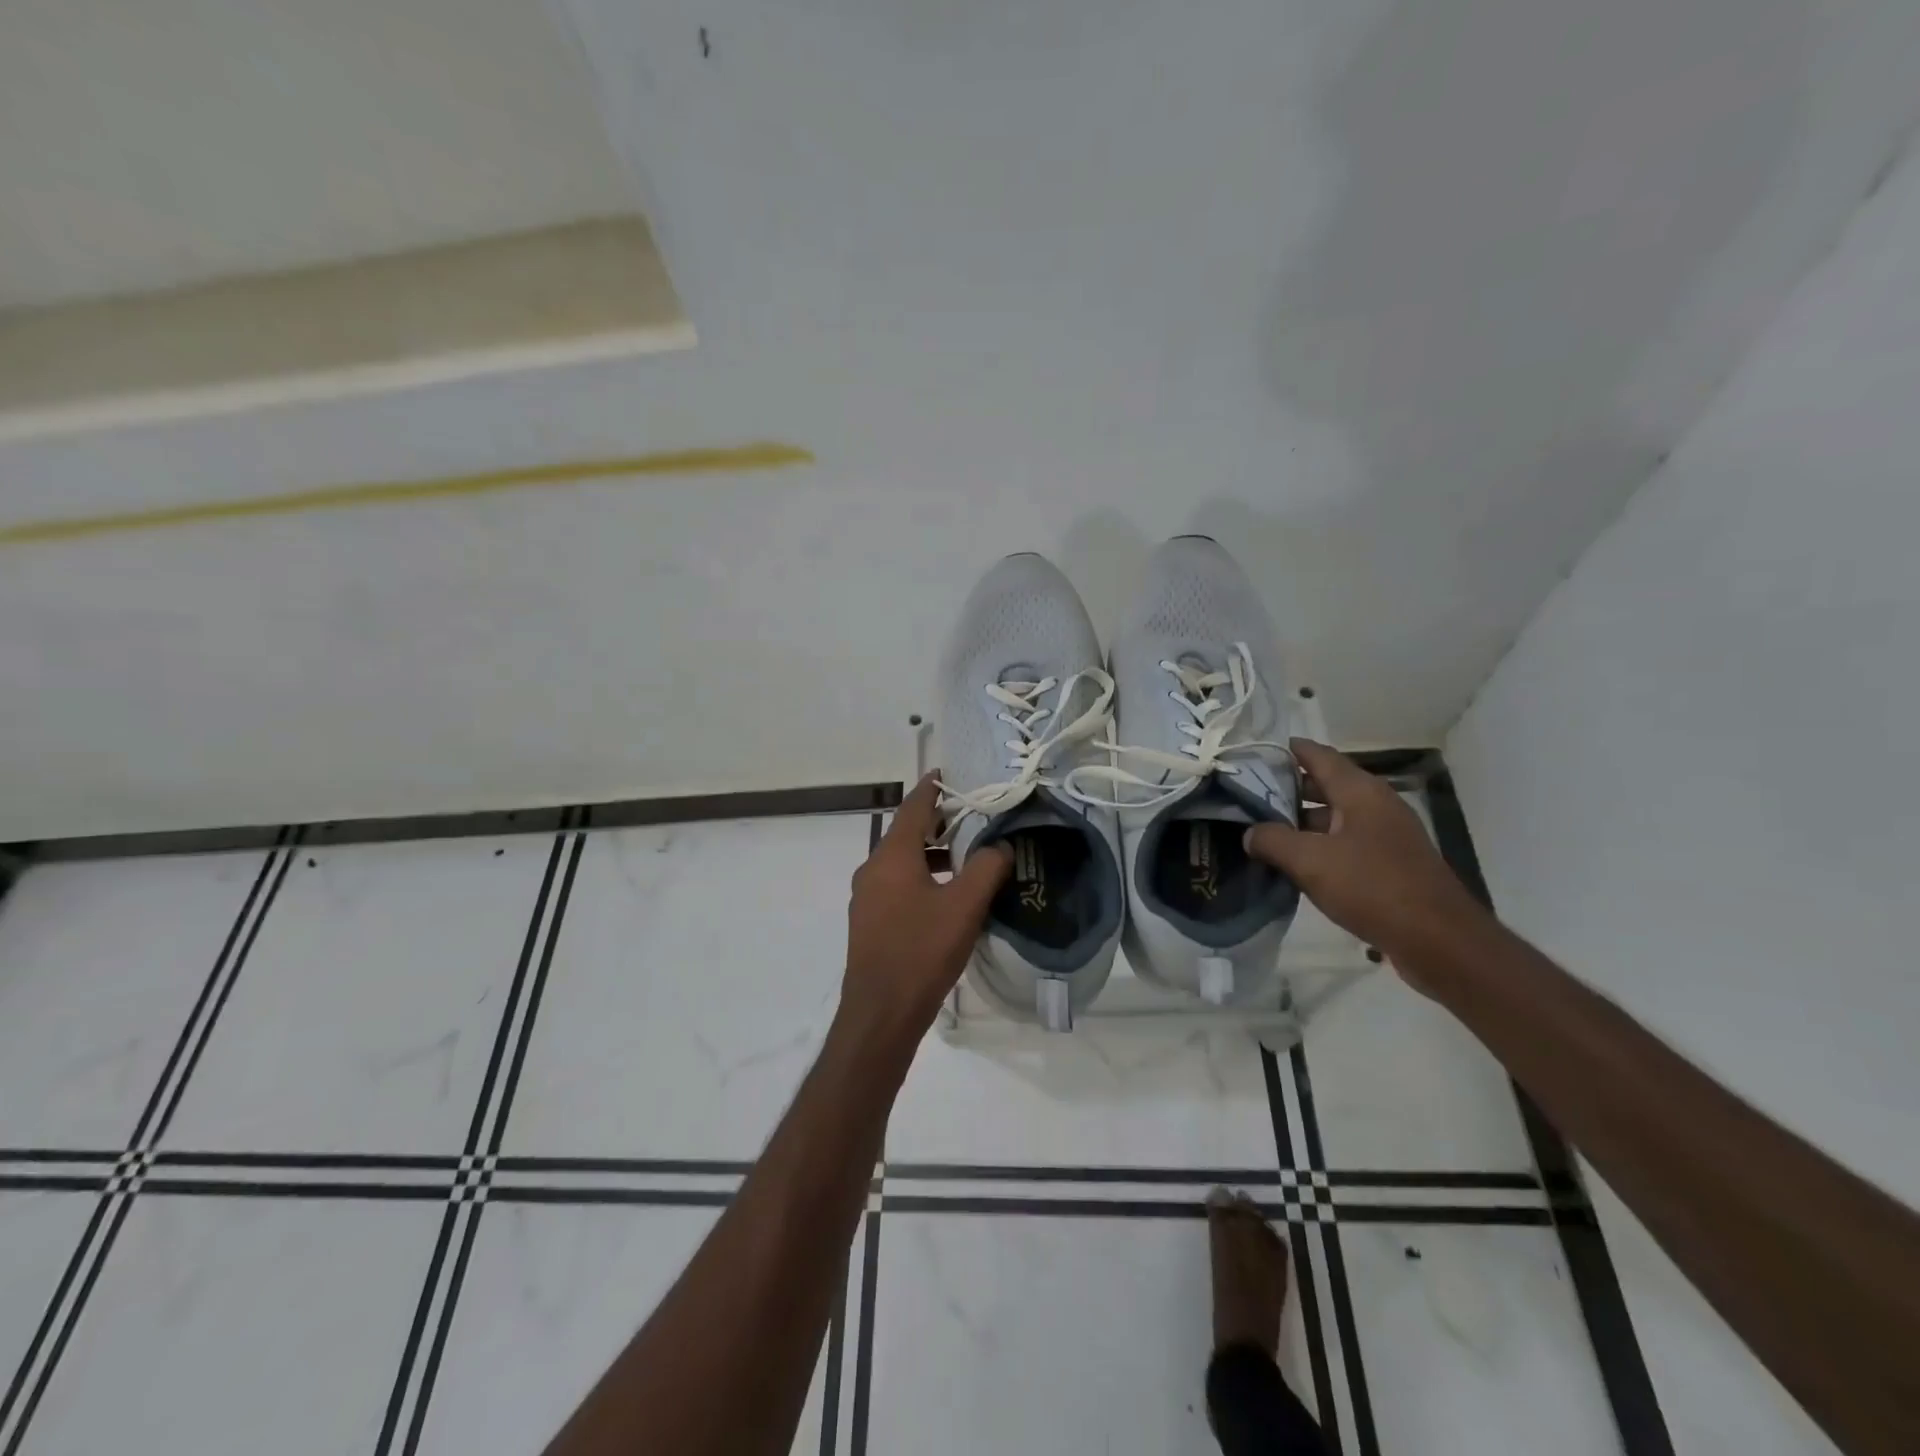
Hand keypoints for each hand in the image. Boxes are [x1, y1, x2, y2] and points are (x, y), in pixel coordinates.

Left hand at [838, 774, 1011, 1055]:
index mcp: (892, 855)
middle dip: (938, 822)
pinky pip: (896, 884)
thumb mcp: (964, 907)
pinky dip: (921, 876)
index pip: (914, 806)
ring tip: (966, 858)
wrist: (880, 1013)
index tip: (951, 774)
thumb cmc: (922, 951)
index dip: (934, 787)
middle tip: (973, 817)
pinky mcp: (869, 920)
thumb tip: (1002, 846)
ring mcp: (867, 896)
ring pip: (902, 860)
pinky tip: (945, 896)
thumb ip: (986, 868)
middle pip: (907, 832)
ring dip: (931, 853)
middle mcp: (873, 868)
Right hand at [1244, 740, 1484, 982]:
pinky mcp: (1390, 864)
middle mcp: (1376, 805)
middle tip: (1248, 795)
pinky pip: (1346, 844)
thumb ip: (1272, 841)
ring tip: (1263, 831)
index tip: (1254, 752)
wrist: (1439, 941)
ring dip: (1301, 822)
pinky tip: (1295, 864)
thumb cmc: (1373, 887)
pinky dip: (1319, 846)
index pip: (1318, 756)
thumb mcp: (1310, 861)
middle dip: (1288, 789)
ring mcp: (1386, 835)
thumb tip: (1250, 833)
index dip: (1288, 750)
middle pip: (1326, 786)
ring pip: (1334, 817)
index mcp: (1360, 792)